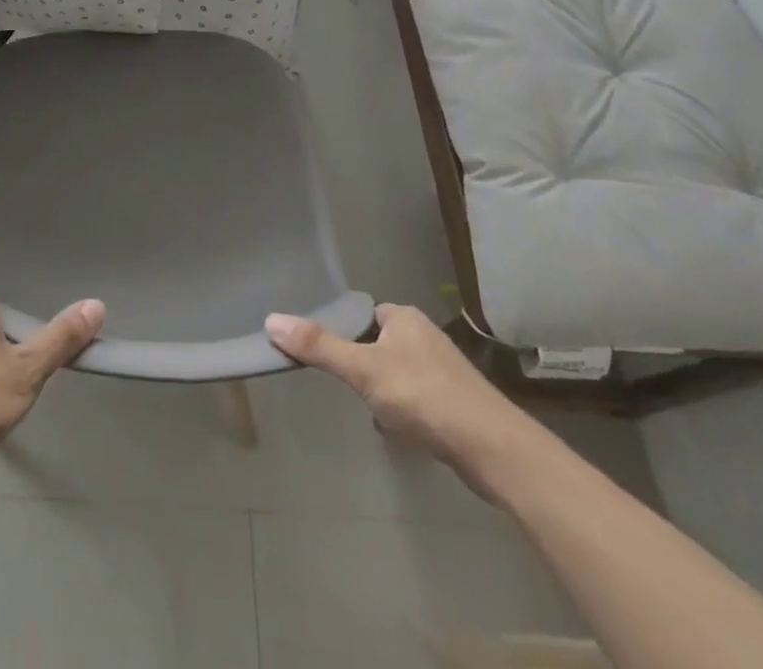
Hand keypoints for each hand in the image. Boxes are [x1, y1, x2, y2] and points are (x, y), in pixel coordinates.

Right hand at [266, 304, 534, 493]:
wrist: (492, 448)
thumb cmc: (423, 395)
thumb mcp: (363, 369)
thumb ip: (318, 347)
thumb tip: (270, 321)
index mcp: (404, 317)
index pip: (364, 314)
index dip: (345, 330)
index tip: (328, 352)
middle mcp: (425, 336)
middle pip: (380, 344)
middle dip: (364, 365)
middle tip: (348, 385)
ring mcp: (445, 371)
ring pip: (399, 373)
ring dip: (384, 390)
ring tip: (371, 410)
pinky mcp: (457, 404)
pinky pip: (418, 399)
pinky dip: (406, 411)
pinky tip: (400, 431)